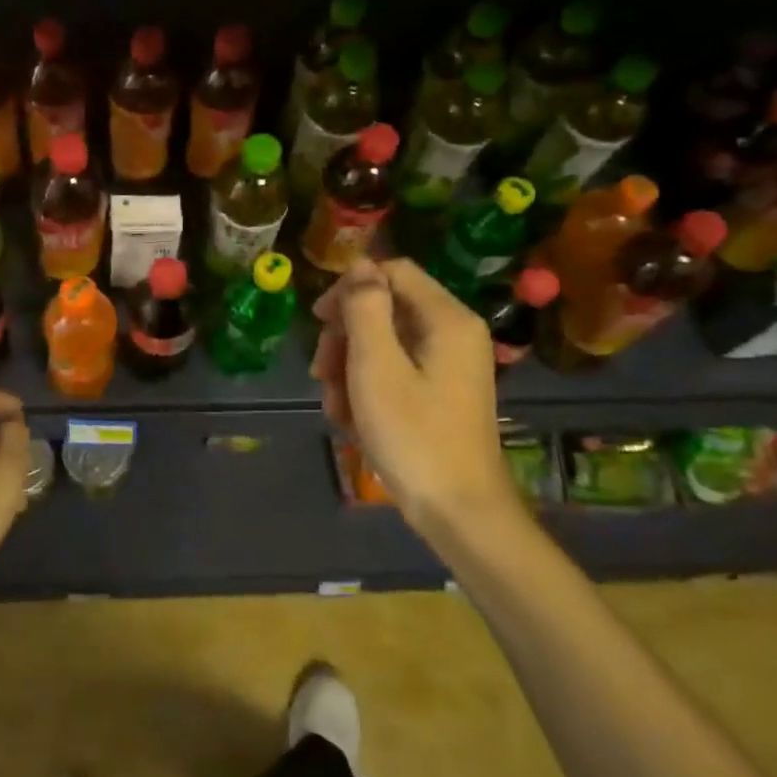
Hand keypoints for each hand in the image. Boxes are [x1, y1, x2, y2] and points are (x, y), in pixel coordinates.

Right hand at [312, 259, 518, 533]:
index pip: (392, 271)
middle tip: (321, 372)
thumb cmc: (414, 435)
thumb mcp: (376, 367)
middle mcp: (453, 333)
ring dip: (349, 367)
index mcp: (446, 319)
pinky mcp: (440, 391)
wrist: (458, 510)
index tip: (318, 322)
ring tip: (335, 405)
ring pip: (384, 342)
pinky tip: (351, 419)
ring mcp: (449, 364)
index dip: (350, 289)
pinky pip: (395, 370)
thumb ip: (365, 309)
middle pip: (385, 308)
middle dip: (345, 337)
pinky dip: (367, 387)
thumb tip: (359, 265)